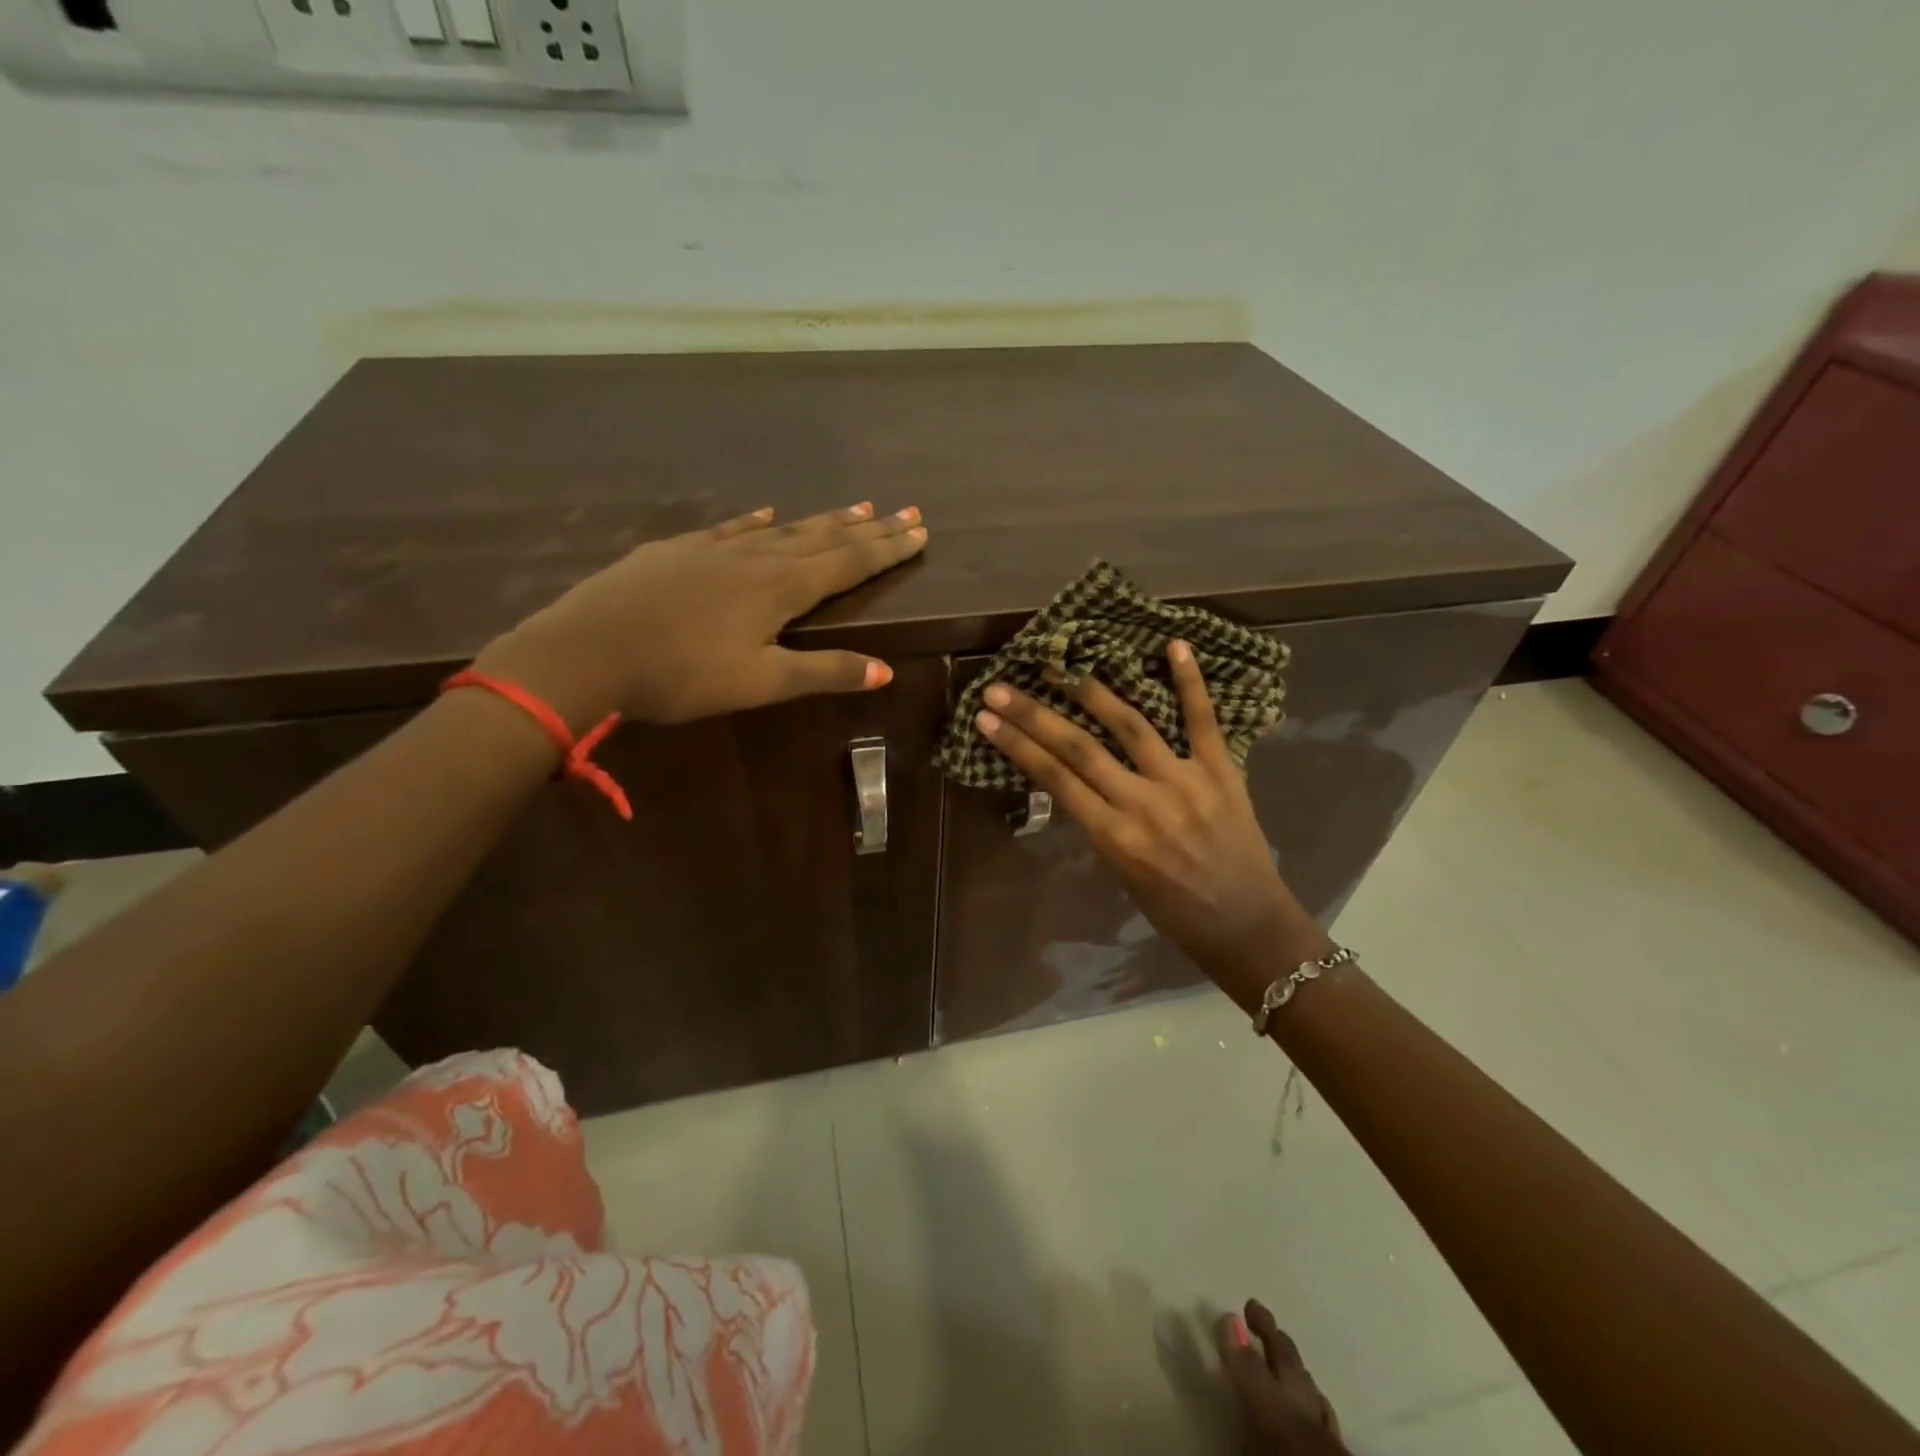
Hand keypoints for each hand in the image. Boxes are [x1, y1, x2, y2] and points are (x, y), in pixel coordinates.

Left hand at [475, 502, 927, 726]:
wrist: (585, 651)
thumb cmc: (680, 675)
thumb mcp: (759, 682)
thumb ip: (823, 672)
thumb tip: (886, 670)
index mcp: (781, 588)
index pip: (849, 563)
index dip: (887, 549)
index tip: (920, 531)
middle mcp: (756, 558)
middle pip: (824, 539)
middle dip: (869, 529)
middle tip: (906, 512)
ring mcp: (714, 549)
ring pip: (783, 529)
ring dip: (823, 520)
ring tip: (856, 507)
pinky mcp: (678, 551)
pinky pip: (732, 529)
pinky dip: (757, 521)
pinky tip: (768, 513)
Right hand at [971, 641, 1328, 1004]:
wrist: (1247, 927)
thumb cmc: (1174, 911)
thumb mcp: (1121, 874)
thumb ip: (1099, 824)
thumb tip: (1072, 779)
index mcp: (1116, 838)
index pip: (1056, 779)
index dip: (1017, 744)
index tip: (985, 718)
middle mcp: (1145, 804)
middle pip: (1080, 748)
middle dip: (1034, 715)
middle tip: (1000, 687)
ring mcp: (1186, 782)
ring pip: (1131, 725)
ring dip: (1091, 691)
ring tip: (1060, 666)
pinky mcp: (1222, 771)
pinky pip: (1203, 720)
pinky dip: (1189, 682)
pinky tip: (1173, 646)